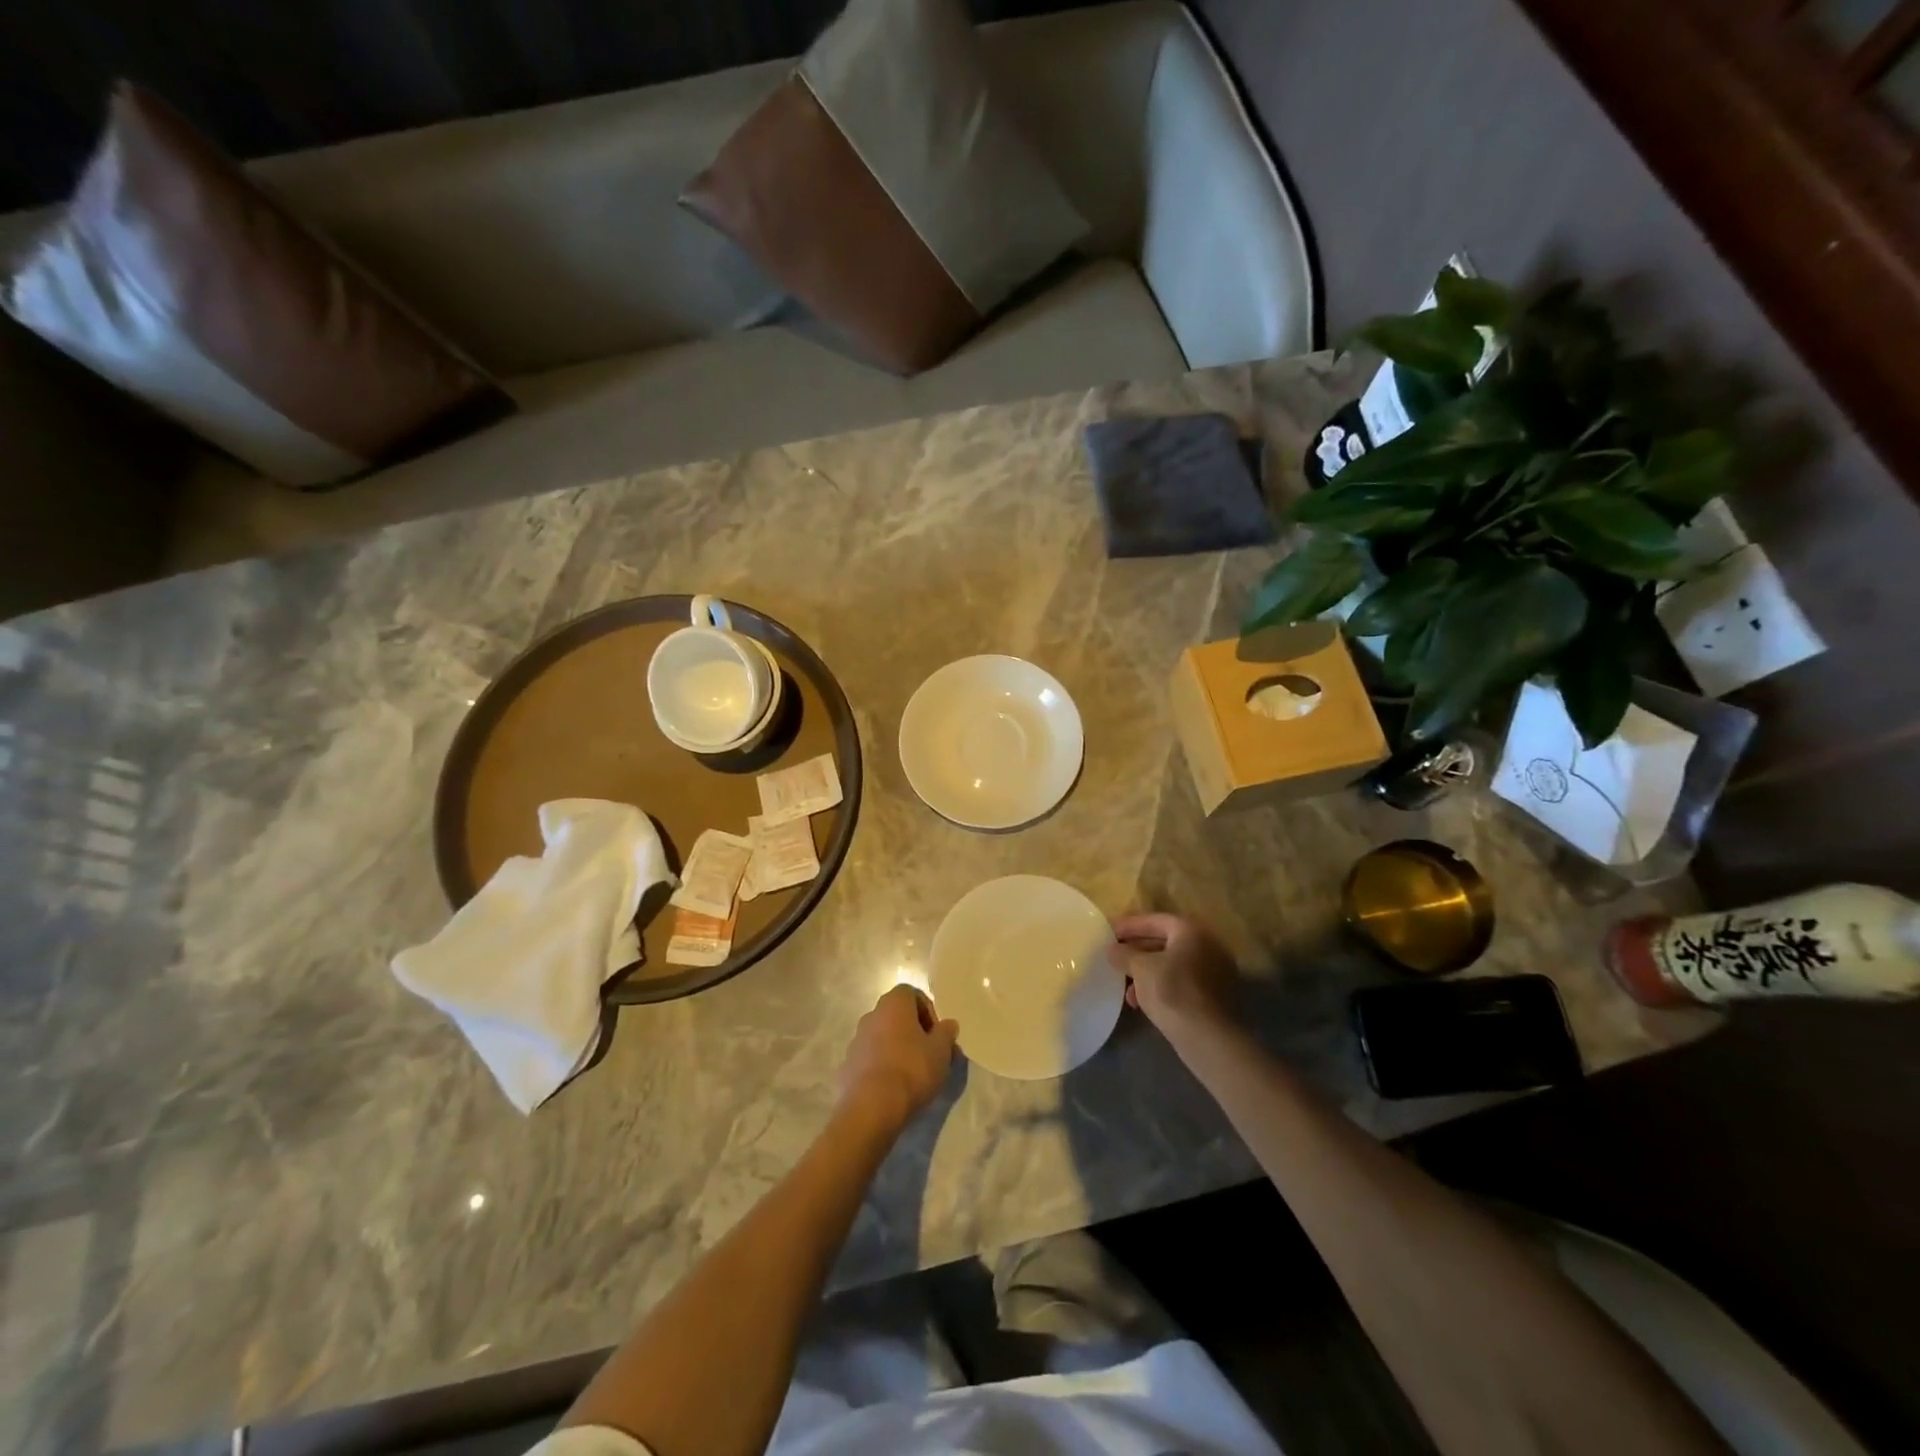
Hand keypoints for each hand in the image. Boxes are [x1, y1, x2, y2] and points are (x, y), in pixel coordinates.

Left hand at [837, 985, 958, 1128]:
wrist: (871, 1107)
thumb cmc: (912, 1069)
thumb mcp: (941, 1051)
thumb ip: (946, 1033)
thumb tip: (948, 1024)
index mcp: (893, 1004)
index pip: (912, 994)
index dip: (928, 1011)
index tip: (937, 1035)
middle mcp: (871, 1015)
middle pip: (896, 1015)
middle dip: (913, 1031)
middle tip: (928, 1054)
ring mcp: (856, 1040)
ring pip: (882, 1037)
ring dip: (896, 1048)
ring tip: (912, 1074)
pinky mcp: (847, 1065)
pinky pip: (869, 1059)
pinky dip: (881, 1066)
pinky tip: (892, 1088)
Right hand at [1110, 913, 1238, 1034]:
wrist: (1207, 1037)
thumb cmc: (1171, 991)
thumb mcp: (1140, 968)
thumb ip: (1124, 953)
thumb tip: (1112, 948)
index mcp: (1191, 931)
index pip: (1155, 920)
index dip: (1129, 926)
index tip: (1109, 933)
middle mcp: (1207, 946)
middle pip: (1164, 942)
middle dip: (1136, 952)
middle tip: (1115, 958)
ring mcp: (1214, 971)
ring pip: (1172, 965)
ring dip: (1146, 973)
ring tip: (1126, 990)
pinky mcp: (1214, 996)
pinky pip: (1181, 982)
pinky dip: (1161, 986)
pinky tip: (1142, 1003)